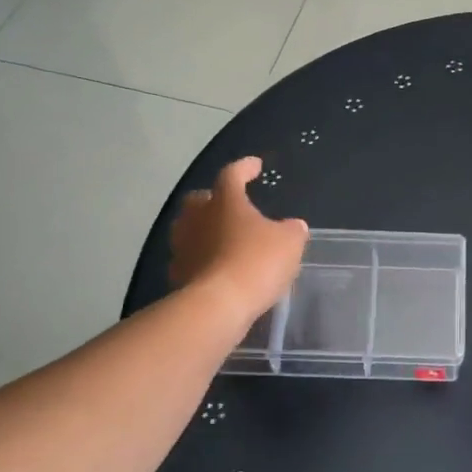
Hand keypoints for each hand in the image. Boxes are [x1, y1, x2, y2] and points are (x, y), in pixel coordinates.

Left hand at [169, 158, 307, 329]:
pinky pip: (191, 260)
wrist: (218, 305)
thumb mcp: (289, 243)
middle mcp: (197, 218)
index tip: (255, 166)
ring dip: (206, 232)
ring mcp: (183, 247)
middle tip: (231, 207)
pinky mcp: (177, 275)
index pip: (232, 174)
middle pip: (199, 201)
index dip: (245, 168)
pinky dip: (203, 261)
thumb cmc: (256, 262)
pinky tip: (218, 270)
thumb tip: (293, 226)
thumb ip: (292, 230)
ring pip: (191, 231)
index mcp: (224, 201)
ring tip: (226, 241)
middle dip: (214, 200)